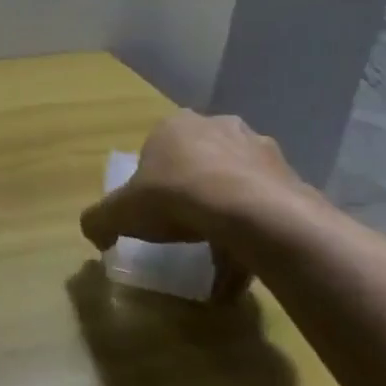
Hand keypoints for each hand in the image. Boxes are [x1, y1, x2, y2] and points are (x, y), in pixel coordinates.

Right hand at [79, 110, 312, 302]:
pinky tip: (246, 260)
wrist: (251, 212)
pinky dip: (256, 230)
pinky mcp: (291, 177)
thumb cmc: (176, 197)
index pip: (159, 148)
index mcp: (176, 125)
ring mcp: (260, 150)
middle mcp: (219, 126)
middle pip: (201, 160)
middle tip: (186, 224)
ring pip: (237, 180)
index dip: (154, 179)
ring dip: (229, 209)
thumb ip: (100, 221)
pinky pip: (266, 206)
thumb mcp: (121, 213)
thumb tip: (94, 233)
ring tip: (220, 249)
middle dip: (195, 188)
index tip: (153, 209)